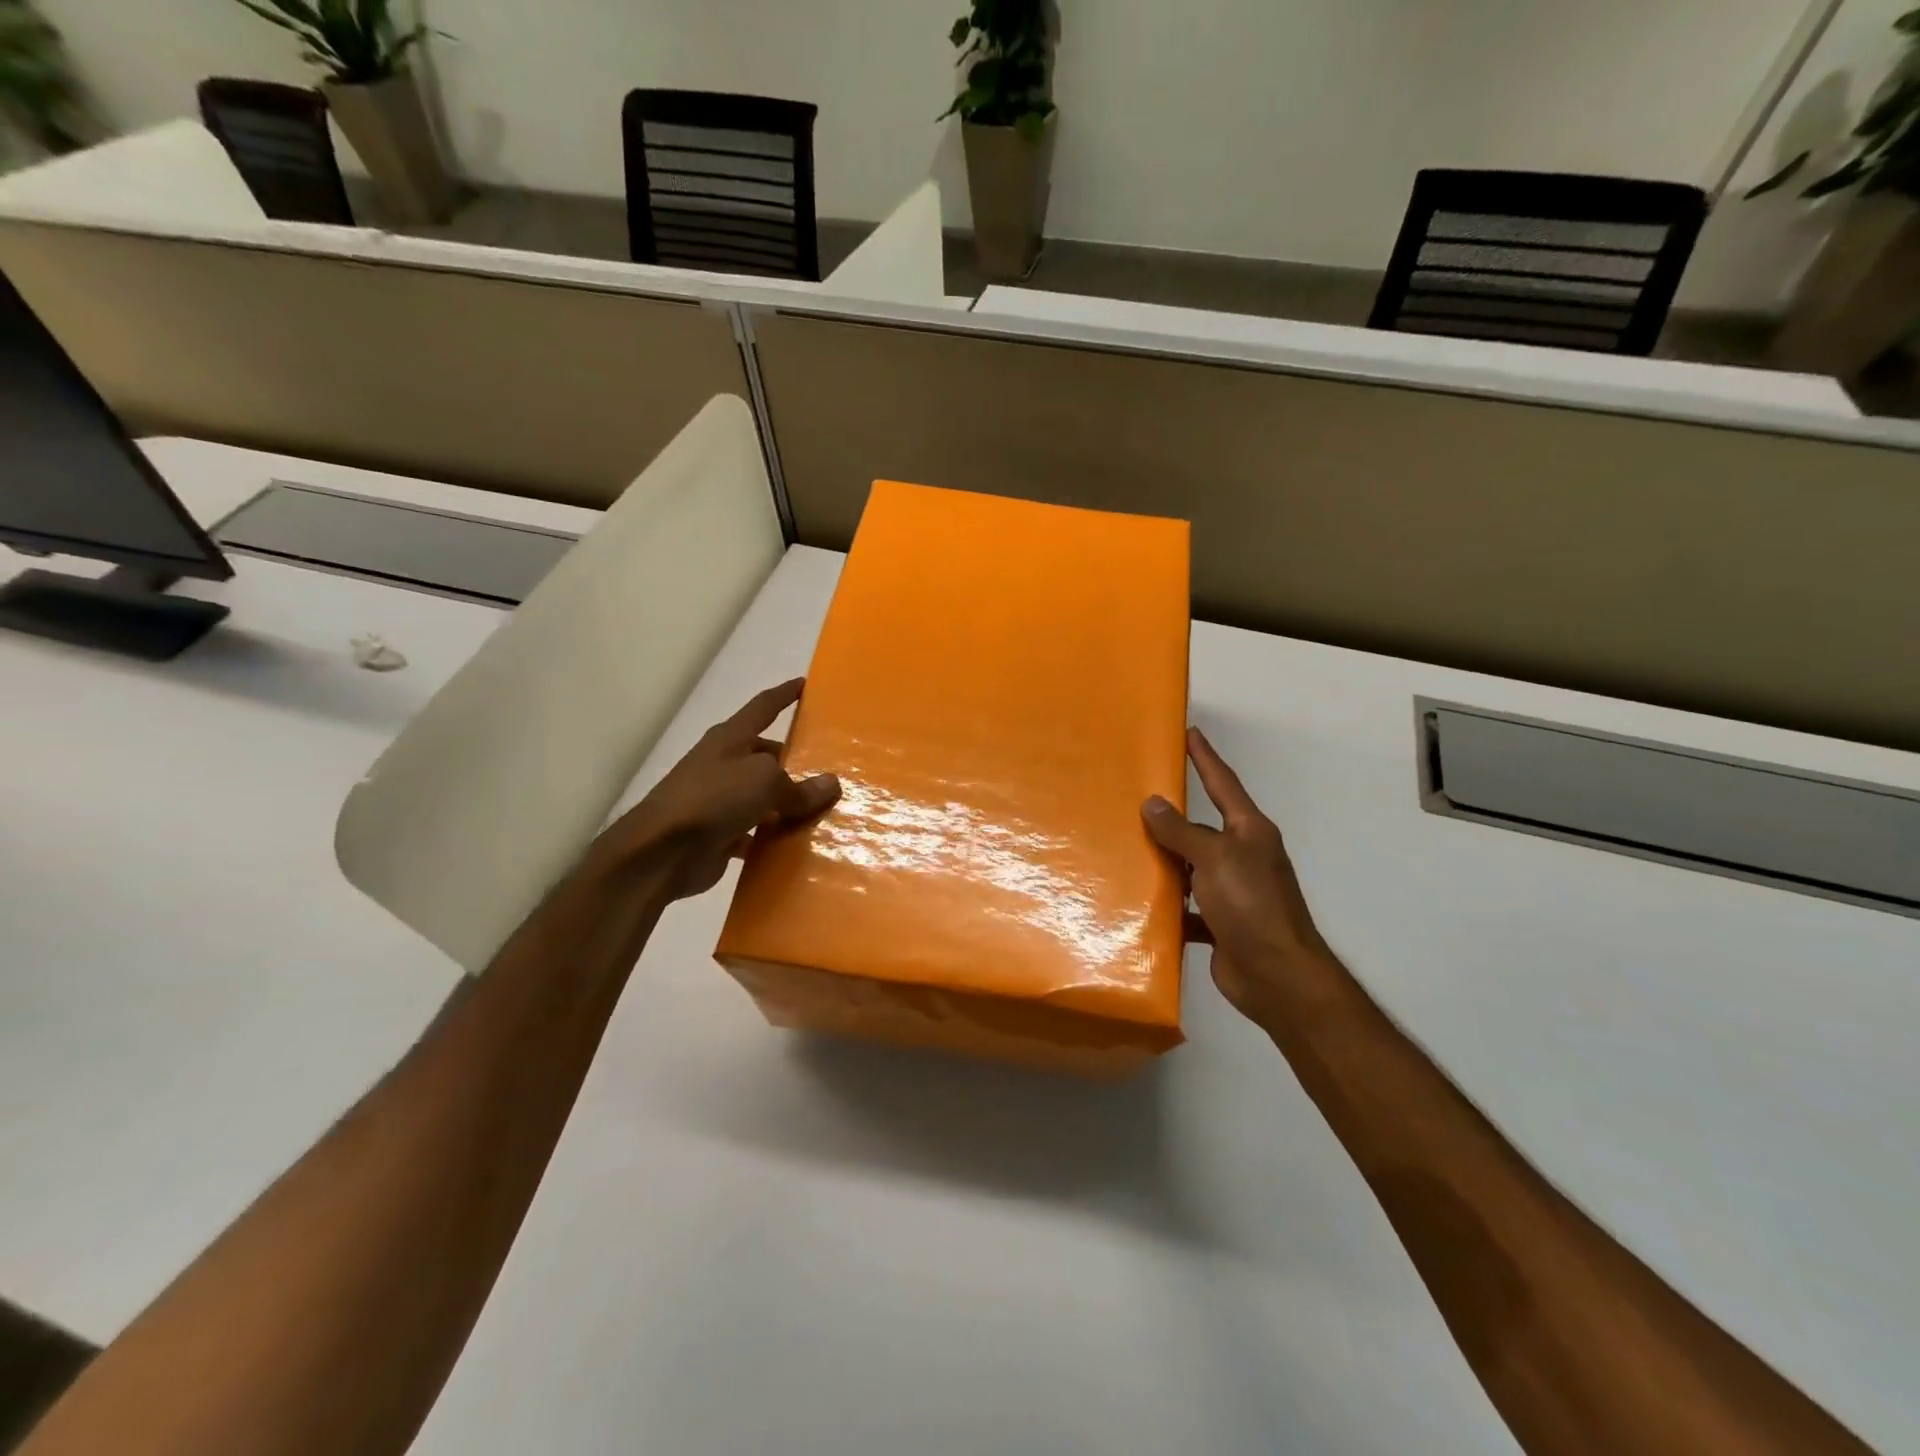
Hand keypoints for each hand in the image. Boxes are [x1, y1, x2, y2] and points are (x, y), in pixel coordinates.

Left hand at [592, 678, 840, 901]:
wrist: (662, 852)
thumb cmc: (714, 798)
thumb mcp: (765, 782)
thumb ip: (799, 786)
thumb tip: (831, 784)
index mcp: (731, 738)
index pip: (763, 707)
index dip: (784, 695)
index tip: (804, 684)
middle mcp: (725, 764)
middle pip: (767, 756)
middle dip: (795, 761)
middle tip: (831, 768)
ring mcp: (720, 800)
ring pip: (764, 796)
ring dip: (789, 803)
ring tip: (826, 808)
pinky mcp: (720, 833)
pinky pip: (757, 831)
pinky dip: (775, 836)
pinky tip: (801, 843)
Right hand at [1142, 727, 1341, 1030]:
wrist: (1278, 976)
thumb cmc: (1251, 905)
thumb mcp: (1215, 858)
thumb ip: (1182, 831)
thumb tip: (1152, 803)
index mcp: (1249, 832)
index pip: (1223, 784)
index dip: (1206, 758)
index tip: (1190, 733)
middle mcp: (1242, 857)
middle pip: (1202, 828)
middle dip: (1172, 816)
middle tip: (1135, 796)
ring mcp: (1232, 892)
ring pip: (1190, 867)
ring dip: (1164, 862)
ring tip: (1124, 848)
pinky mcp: (1220, 924)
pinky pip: (1186, 906)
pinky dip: (1167, 905)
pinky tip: (1139, 902)